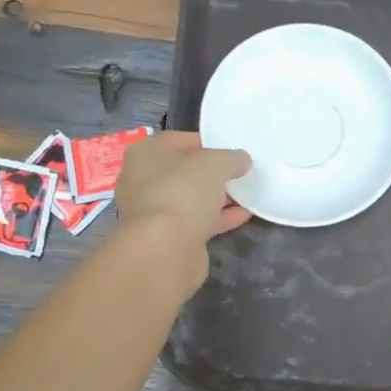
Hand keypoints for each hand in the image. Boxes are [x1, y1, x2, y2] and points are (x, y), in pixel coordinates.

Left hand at [114, 131, 251, 286]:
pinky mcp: (167, 236)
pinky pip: (197, 221)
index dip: (209, 143)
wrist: (165, 250)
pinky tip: (243, 215)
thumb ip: (232, 158)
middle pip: (186, 171)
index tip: (234, 151)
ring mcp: (154, 211)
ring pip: (192, 198)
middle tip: (241, 173)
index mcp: (146, 153)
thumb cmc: (183, 193)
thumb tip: (242, 160)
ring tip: (247, 194)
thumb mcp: (215, 164)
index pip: (181, 140)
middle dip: (214, 173)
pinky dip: (219, 217)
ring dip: (218, 197)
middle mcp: (143, 179)